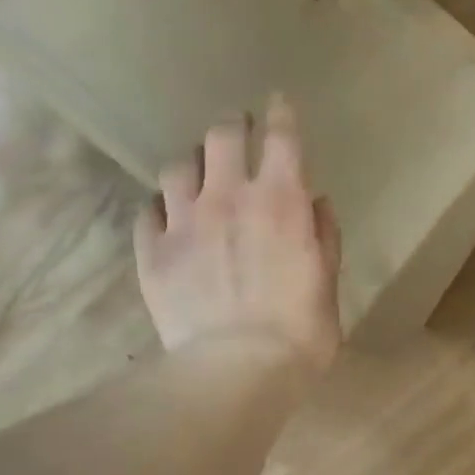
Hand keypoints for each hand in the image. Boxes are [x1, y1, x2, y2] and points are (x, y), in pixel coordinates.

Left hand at [134, 96, 342, 372]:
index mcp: (280, 201)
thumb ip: (324, 237)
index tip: (278, 103)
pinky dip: (161, 207)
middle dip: (232, 127)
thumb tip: (317, 203)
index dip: (280, 114)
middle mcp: (228, 197)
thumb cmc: (299, 332)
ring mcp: (184, 221)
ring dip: (192, 165)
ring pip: (177, 167)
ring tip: (198, 176)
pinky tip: (168, 217)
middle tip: (237, 132)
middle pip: (221, 136)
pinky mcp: (153, 251)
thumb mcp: (327, 283)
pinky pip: (148, 211)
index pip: (281, 138)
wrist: (237, 370)